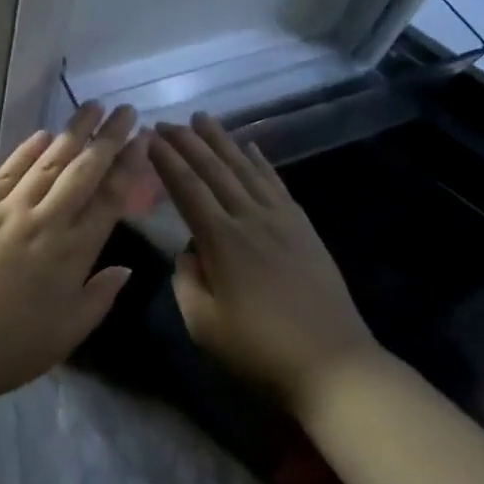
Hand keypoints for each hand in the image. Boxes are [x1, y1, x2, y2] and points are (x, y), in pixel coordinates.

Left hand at [0, 103, 143, 403]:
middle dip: (107, 138)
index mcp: (71, 254)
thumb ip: (99, 298)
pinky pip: (7, 171)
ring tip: (90, 107)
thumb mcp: (64, 337)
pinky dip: (26, 150)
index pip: (109, 199)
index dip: (129, 167)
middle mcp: (44, 221)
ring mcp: (7, 210)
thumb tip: (126, 268)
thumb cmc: (4, 348)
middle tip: (125, 109)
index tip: (142, 140)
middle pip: (83, 171)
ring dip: (72, 132)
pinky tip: (41, 134)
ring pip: (48, 162)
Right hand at [148, 115, 377, 412]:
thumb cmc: (260, 350)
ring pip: (246, 169)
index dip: (166, 161)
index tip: (149, 138)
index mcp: (222, 241)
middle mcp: (251, 219)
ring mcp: (282, 220)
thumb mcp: (204, 324)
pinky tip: (250, 147)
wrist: (334, 364)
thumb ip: (186, 280)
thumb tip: (188, 251)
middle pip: (215, 170)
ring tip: (203, 118)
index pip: (187, 189)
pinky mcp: (304, 227)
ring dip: (222, 141)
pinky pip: (277, 183)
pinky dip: (261, 162)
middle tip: (166, 122)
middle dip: (188, 142)